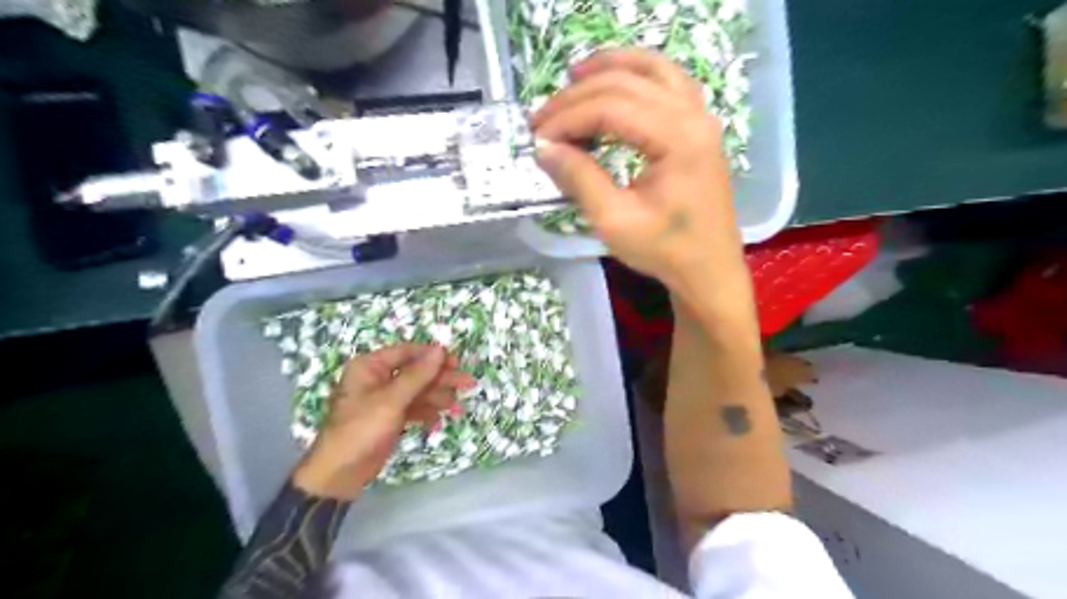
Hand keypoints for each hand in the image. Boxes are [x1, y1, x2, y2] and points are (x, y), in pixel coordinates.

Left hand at [290, 341, 473, 499]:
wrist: (339, 475)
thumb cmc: (361, 430)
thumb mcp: (391, 400)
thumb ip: (418, 374)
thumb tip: (441, 349)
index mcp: (370, 366)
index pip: (407, 352)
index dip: (432, 356)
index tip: (457, 362)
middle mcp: (377, 379)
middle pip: (416, 372)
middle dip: (441, 379)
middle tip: (468, 384)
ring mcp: (384, 400)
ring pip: (418, 391)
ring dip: (438, 398)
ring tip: (458, 408)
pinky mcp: (390, 418)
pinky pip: (413, 408)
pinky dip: (427, 413)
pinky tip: (438, 422)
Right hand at [533, 46, 749, 303]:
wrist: (707, 269)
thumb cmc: (664, 250)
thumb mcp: (614, 221)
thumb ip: (579, 178)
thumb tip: (544, 148)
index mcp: (678, 139)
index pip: (611, 107)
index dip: (568, 118)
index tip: (537, 137)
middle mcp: (694, 115)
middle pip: (627, 83)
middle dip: (578, 96)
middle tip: (543, 118)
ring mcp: (701, 117)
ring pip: (651, 69)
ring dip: (609, 69)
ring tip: (573, 78)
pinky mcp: (699, 126)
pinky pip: (667, 82)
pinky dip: (637, 75)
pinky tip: (615, 83)